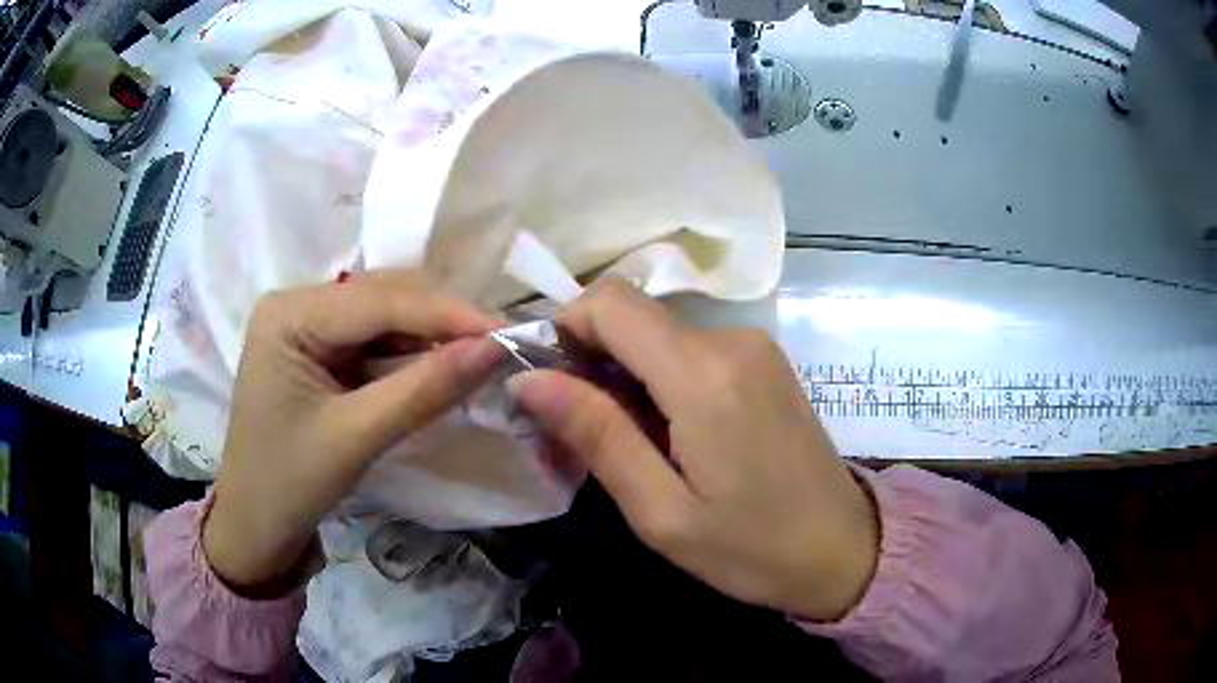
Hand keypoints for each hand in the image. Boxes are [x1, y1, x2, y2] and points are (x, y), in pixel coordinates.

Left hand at [202, 271, 502, 592]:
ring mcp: (306, 325)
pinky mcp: (318, 349)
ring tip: (479, 359)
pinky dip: (410, 354)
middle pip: (383, 298)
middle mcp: (296, 304)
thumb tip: (494, 350)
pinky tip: (439, 368)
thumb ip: (424, 389)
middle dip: (441, 322)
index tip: (508, 333)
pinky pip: (374, 340)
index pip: (378, 301)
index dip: (447, 314)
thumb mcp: (356, 437)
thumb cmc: (290, 484)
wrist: (255, 527)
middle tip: (499, 350)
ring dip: (430, 337)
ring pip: (384, 316)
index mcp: (289, 314)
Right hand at [508, 280, 877, 621]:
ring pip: (658, 335)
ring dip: (625, 377)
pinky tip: (667, 437)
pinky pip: (691, 351)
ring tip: (625, 447)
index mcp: (704, 375)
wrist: (844, 549)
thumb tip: (529, 379)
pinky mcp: (764, 362)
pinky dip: (660, 381)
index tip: (548, 387)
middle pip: (633, 317)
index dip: (565, 329)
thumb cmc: (752, 549)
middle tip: (577, 434)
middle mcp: (732, 339)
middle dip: (590, 361)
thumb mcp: (661, 512)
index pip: (610, 302)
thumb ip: (597, 435)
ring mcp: (754, 346)